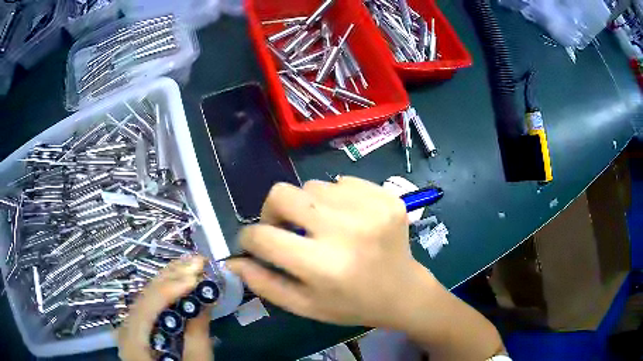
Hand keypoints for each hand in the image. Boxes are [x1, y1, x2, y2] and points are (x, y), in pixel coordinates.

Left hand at [117, 255, 213, 360]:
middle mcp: (127, 328)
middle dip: (173, 276)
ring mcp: (131, 326)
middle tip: (198, 261)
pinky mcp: (139, 327)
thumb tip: (205, 298)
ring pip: (147, 296)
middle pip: (146, 295)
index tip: (197, 276)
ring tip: (191, 264)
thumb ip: (197, 333)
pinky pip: (150, 304)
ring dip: (170, 279)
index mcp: (134, 341)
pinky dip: (166, 291)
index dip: (172, 288)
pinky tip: (178, 281)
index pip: (148, 306)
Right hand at [226, 176, 437, 327]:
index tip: (255, 243)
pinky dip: (336, 199)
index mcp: (323, 266)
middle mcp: (346, 231)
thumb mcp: (304, 305)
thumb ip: (264, 284)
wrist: (403, 291)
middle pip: (282, 194)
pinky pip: (343, 182)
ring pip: (312, 185)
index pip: (262, 236)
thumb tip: (233, 260)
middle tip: (285, 227)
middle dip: (272, 210)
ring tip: (323, 227)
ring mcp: (370, 208)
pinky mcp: (386, 197)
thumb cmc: (351, 305)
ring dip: (308, 206)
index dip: (249, 238)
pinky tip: (348, 220)